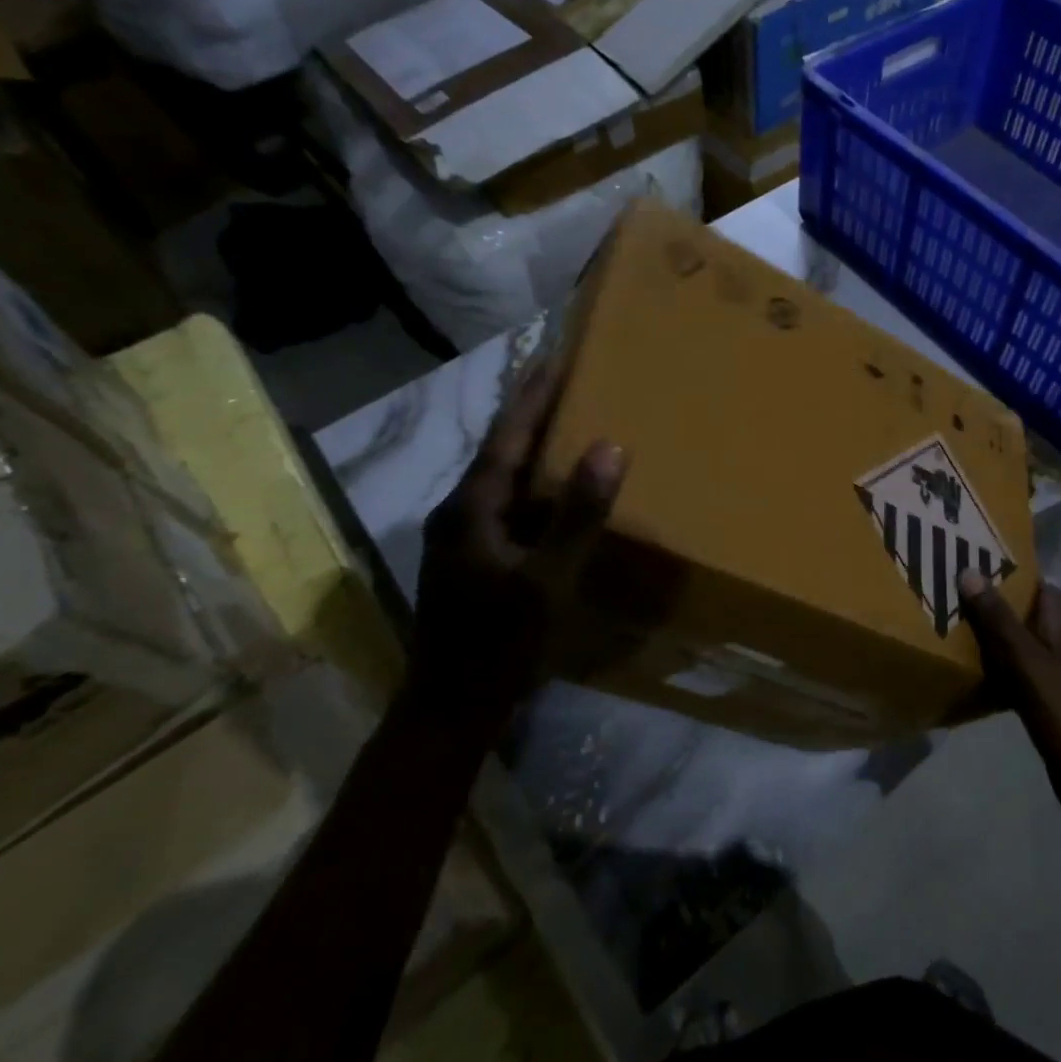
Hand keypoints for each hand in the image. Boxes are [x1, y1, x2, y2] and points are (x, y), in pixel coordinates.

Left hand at [412, 363, 625, 726]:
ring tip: (569, 425)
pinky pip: (507, 507)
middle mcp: (460, 511)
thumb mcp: (547, 581)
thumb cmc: (500, 642)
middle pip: (500, 451)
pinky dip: (533, 488)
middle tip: (568, 381)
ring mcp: (462, 537)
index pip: (507, 436)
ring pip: (503, 480)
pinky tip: (556, 494)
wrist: (451, 706)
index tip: (555, 355)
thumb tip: (609, 447)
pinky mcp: (472, 558)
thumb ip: (577, 515)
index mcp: (472, 507)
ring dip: (532, 449)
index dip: (533, 395)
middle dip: (532, 414)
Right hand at [957, 572, 1060, 856]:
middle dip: (992, 603)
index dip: (1010, 571)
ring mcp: (1058, 677)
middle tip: (949, 593)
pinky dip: (996, 670)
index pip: (1039, 585)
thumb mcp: (1028, 664)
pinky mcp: (1049, 705)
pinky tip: (970, 675)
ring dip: (991, 637)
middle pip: (1026, 614)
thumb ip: (999, 621)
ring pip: (1019, 645)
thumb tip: (970, 571)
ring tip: (949, 627)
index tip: (972, 562)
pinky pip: (1017, 676)